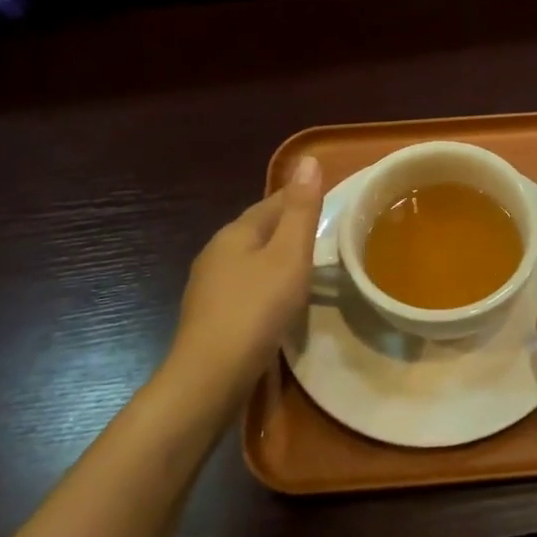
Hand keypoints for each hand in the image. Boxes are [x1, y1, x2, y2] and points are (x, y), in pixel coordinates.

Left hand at [166, 155, 323, 409]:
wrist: (210, 378)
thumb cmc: (256, 310)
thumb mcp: (289, 255)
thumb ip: (301, 210)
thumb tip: (308, 159)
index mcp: (235, 233)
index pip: (272, 202)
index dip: (299, 197)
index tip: (327, 199)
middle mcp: (216, 253)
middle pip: (258, 230)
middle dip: (287, 227)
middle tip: (324, 232)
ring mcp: (209, 287)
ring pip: (250, 260)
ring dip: (276, 258)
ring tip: (307, 265)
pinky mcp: (211, 317)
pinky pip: (245, 288)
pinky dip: (266, 285)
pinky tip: (280, 300)